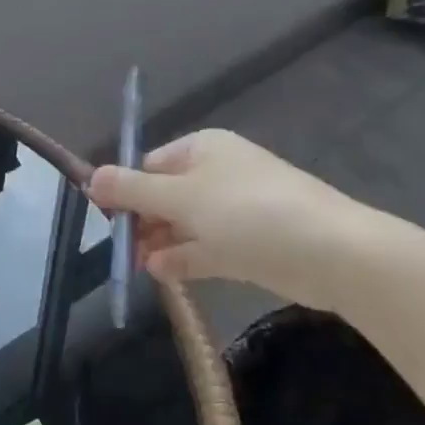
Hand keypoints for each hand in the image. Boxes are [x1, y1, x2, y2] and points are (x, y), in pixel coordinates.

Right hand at [88, 129, 365, 303]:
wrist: (335, 254)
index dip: (125, 191)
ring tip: (138, 265)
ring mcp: (236, 211)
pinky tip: (161, 274)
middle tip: (121, 250)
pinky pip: (207, 247)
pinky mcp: (251, 244)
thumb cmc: (248, 213)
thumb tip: (89, 178)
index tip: (107, 219)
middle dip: (142, 222)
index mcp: (202, 150)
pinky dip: (184, 258)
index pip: (149, 165)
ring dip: (160, 243)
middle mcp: (218, 175)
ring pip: (184, 225)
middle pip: (164, 196)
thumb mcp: (180, 198)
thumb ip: (131, 190)